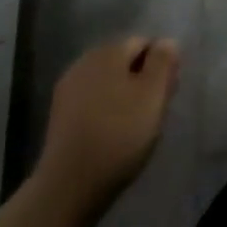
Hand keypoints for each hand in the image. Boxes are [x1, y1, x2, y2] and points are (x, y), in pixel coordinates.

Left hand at [36, 37, 179, 214]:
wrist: (69, 185)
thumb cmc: (119, 135)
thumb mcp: (153, 95)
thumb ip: (163, 62)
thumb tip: (167, 41)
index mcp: (109, 50)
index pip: (144, 42)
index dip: (160, 65)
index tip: (166, 94)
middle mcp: (85, 60)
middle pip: (123, 60)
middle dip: (141, 79)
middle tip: (153, 112)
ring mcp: (68, 87)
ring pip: (107, 81)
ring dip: (122, 95)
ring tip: (133, 126)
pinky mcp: (59, 114)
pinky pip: (91, 101)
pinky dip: (104, 110)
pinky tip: (110, 134)